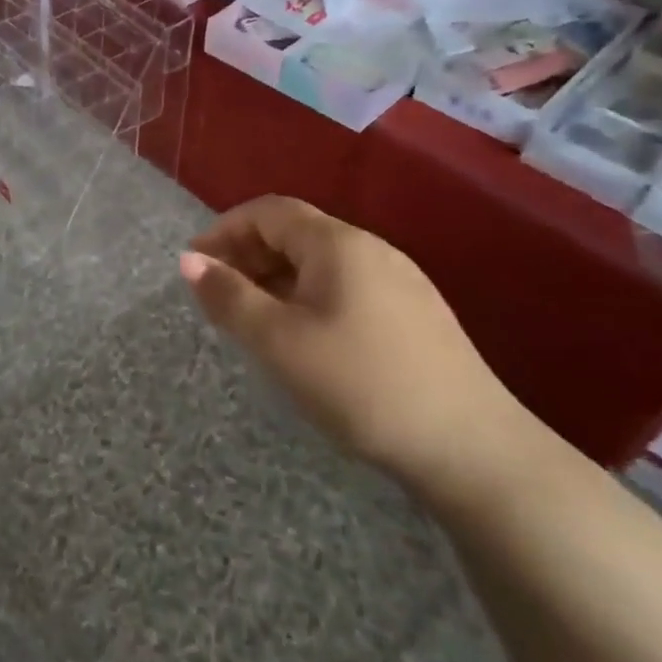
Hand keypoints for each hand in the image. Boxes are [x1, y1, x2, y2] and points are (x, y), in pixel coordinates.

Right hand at [181, 196, 527, 496]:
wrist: (473, 449)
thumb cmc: (361, 384)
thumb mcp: (278, 341)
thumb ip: (228, 296)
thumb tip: (187, 261)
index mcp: (337, 243)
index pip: (268, 211)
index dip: (224, 229)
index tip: (195, 265)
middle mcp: (371, 249)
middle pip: (295, 232)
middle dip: (247, 255)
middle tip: (217, 296)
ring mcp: (400, 281)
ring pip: (320, 262)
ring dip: (275, 278)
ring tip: (253, 319)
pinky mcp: (416, 314)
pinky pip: (345, 286)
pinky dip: (307, 297)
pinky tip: (304, 338)